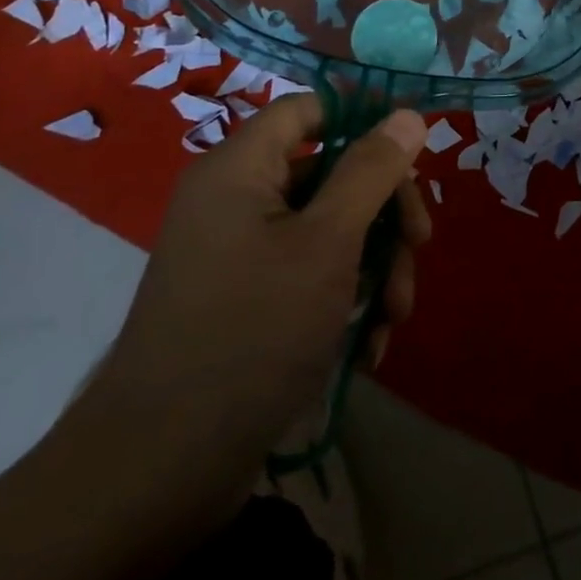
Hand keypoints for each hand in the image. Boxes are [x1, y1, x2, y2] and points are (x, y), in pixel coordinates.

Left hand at [71, 96, 430, 515]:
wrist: (160, 471)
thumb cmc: (252, 333)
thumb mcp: (328, 243)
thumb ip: (371, 171)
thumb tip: (408, 114)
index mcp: (240, 169)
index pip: (308, 108)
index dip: (364, 115)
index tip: (415, 147)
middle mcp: (236, 201)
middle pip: (331, 170)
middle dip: (384, 210)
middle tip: (420, 244)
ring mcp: (241, 253)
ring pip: (330, 228)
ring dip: (375, 263)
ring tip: (394, 315)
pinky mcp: (248, 300)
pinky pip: (310, 272)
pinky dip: (346, 297)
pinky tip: (369, 342)